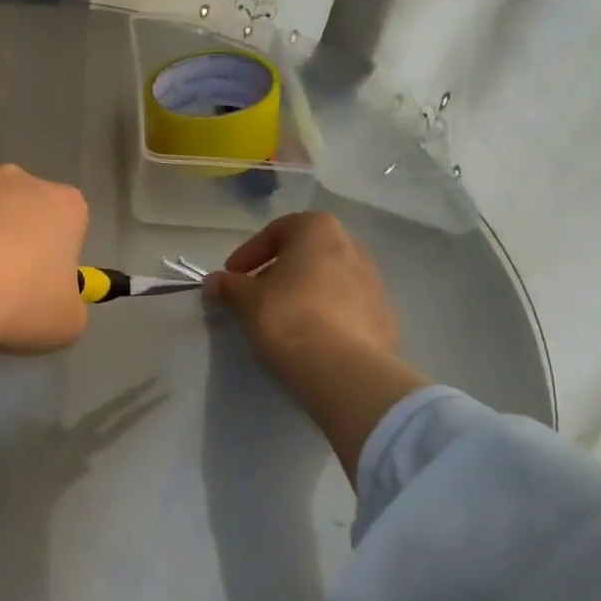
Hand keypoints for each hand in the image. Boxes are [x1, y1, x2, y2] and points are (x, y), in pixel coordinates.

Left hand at [0, 162, 88, 352]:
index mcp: (63, 205)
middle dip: (8, 236)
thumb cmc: (16, 302)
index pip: (69, 223)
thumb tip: (55, 301)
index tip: (36, 287)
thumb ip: (68, 304)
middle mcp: (17, 178)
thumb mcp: (65, 323)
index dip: (53, 256)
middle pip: (18, 206)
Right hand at [204, 212, 429, 475]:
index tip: (233, 276)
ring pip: (330, 280)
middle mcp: (353, 247)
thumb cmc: (288, 316)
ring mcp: (375, 284)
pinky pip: (349, 309)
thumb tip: (214, 282)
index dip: (249, 254)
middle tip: (257, 295)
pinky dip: (328, 316)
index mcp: (319, 230)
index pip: (277, 231)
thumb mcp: (246, 299)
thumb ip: (229, 286)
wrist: (342, 369)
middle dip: (280, 271)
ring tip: (283, 320)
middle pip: (307, 254)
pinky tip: (311, 339)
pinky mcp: (386, 319)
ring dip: (305, 293)